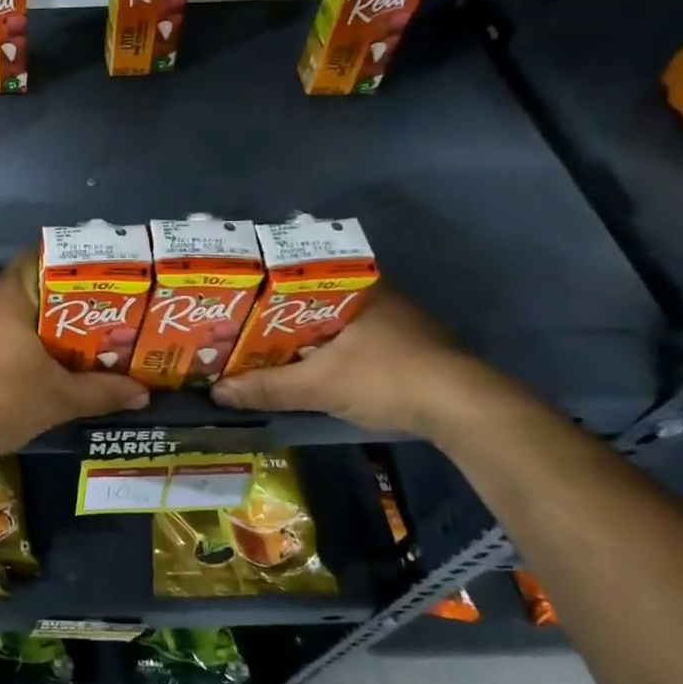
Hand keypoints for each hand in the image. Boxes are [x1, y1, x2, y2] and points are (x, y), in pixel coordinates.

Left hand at [0, 260, 148, 458]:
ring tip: (36, 311)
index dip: (66, 265)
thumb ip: (101, 391)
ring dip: (9, 296)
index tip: (89, 278)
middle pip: (16, 277)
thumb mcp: (58, 398)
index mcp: (9, 296)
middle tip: (73, 307)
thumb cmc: (1, 403)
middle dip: (44, 288)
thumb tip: (143, 392)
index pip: (39, 259)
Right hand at [209, 287, 504, 438]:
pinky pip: (353, 342)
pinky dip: (327, 352)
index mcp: (355, 286)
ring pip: (334, 323)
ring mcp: (397, 322)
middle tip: (242, 329)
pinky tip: (309, 368)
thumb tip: (217, 392)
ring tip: (265, 351)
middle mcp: (376, 295)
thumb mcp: (318, 385)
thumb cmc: (386, 377)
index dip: (264, 287)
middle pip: (313, 300)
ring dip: (304, 337)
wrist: (465, 410)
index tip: (236, 301)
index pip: (298, 273)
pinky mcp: (408, 349)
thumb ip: (267, 387)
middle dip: (279, 316)